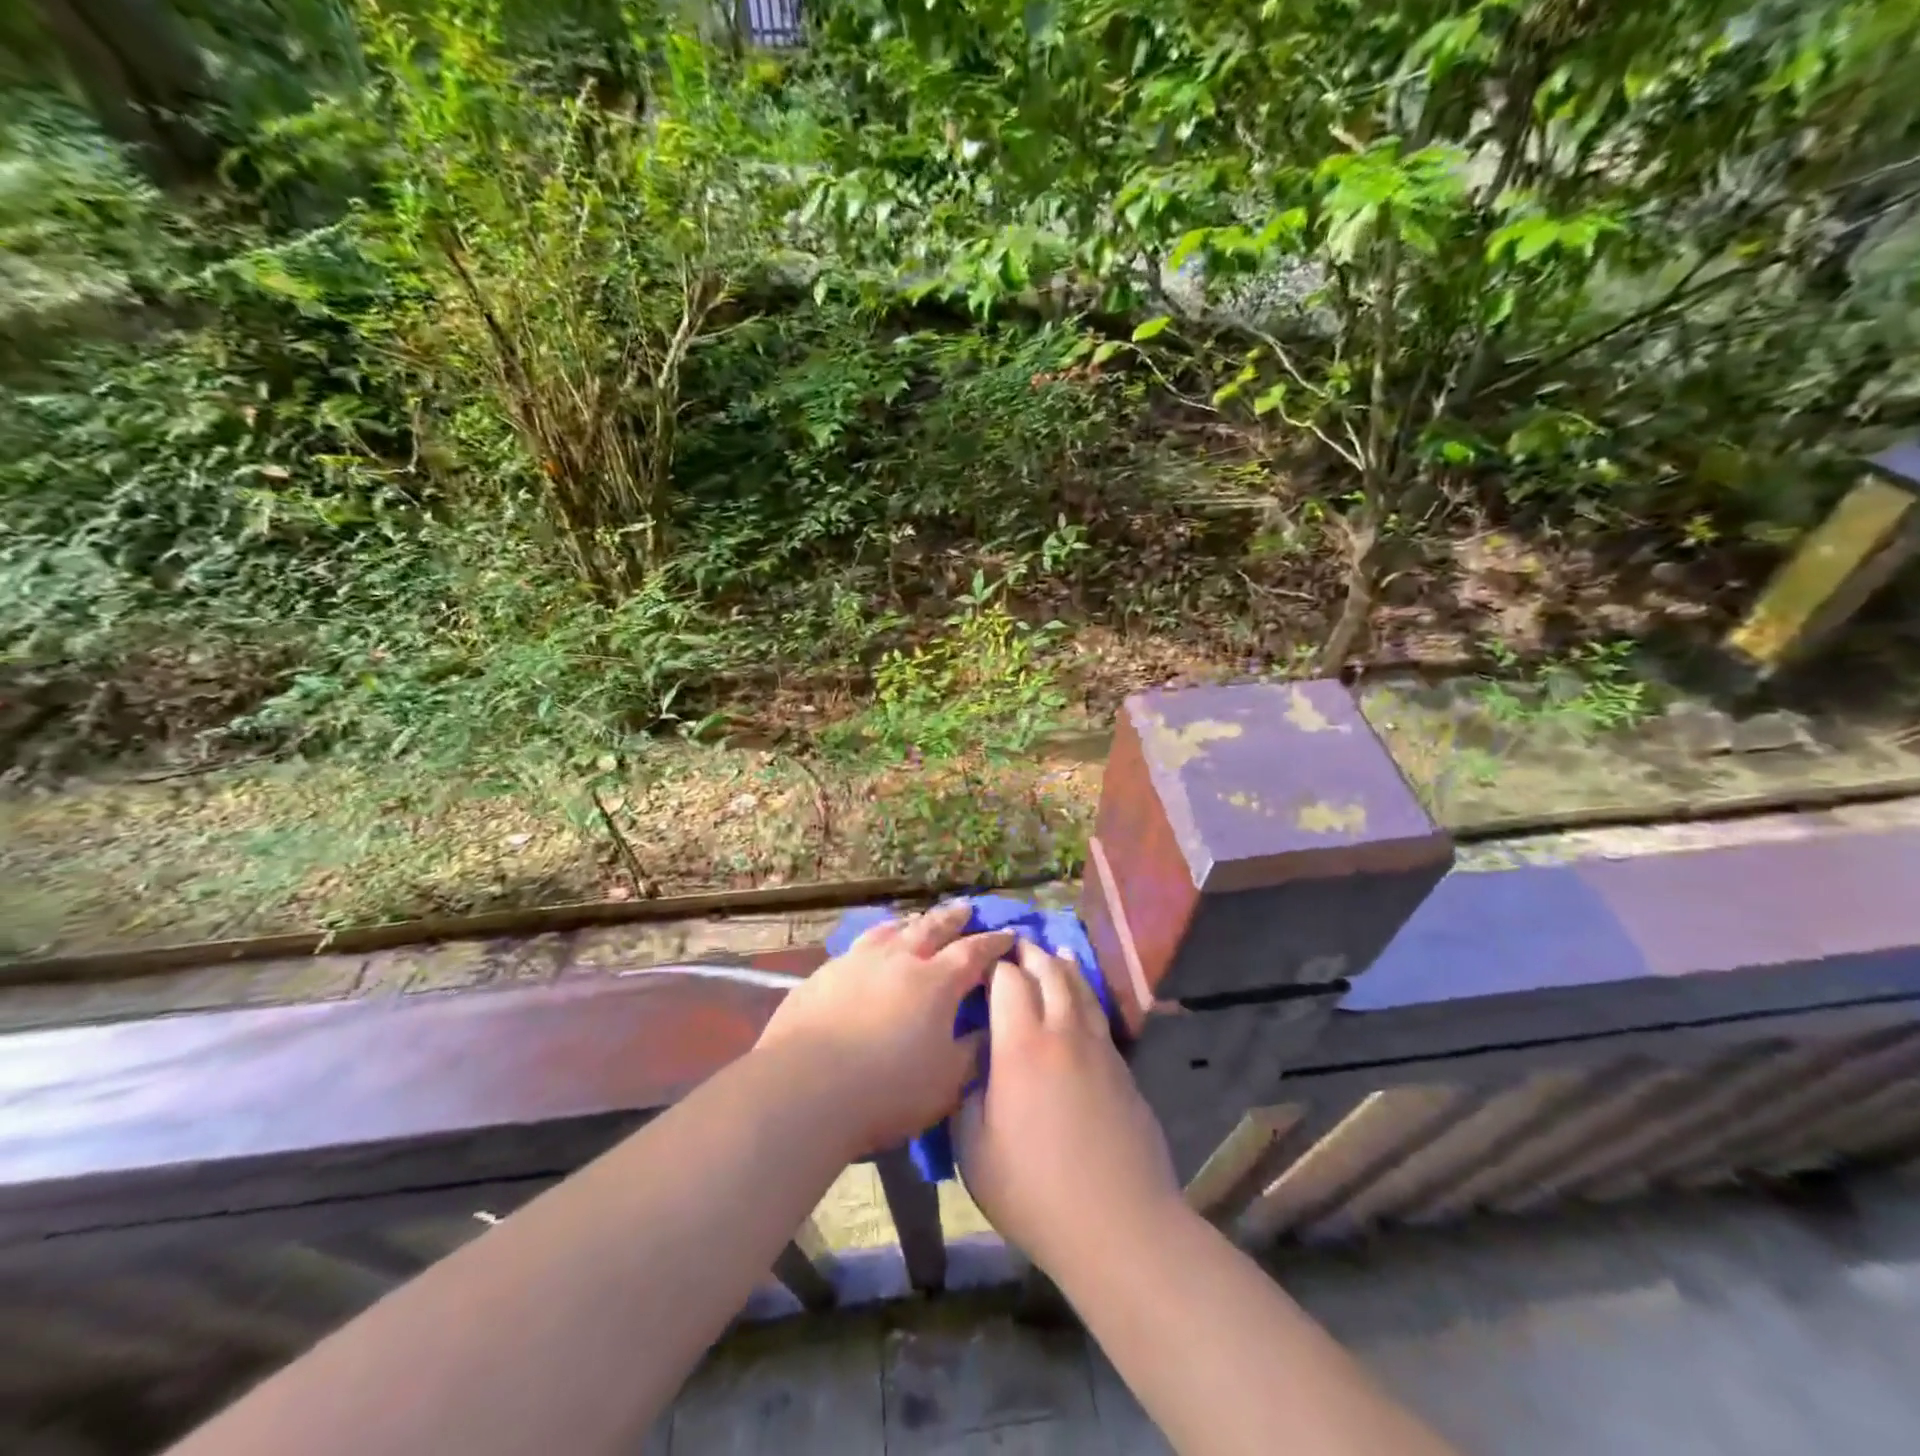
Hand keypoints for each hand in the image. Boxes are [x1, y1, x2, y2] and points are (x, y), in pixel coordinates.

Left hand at [755, 902, 1013, 1158]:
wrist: (805, 1087)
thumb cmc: (887, 1089)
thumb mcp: (946, 1083)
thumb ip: (972, 1053)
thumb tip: (988, 1032)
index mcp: (936, 981)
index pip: (973, 952)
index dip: (993, 943)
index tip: (1008, 934)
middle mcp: (899, 958)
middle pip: (932, 927)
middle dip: (953, 917)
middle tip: (966, 908)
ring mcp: (857, 961)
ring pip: (891, 930)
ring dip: (910, 923)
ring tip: (916, 921)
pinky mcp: (824, 973)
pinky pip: (858, 946)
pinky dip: (875, 941)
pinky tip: (869, 950)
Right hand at [955, 941, 1181, 1279]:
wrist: (1119, 1225)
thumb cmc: (1034, 1191)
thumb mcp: (974, 1150)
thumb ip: (967, 1095)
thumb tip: (973, 1064)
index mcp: (1021, 1045)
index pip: (1007, 980)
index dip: (993, 963)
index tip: (979, 959)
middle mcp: (1063, 1032)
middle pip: (1048, 972)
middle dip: (1028, 953)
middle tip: (1014, 945)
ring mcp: (1099, 1048)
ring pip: (1080, 988)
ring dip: (1061, 964)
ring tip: (1051, 951)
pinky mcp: (1123, 1069)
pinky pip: (1098, 1015)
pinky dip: (1083, 994)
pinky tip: (1079, 999)